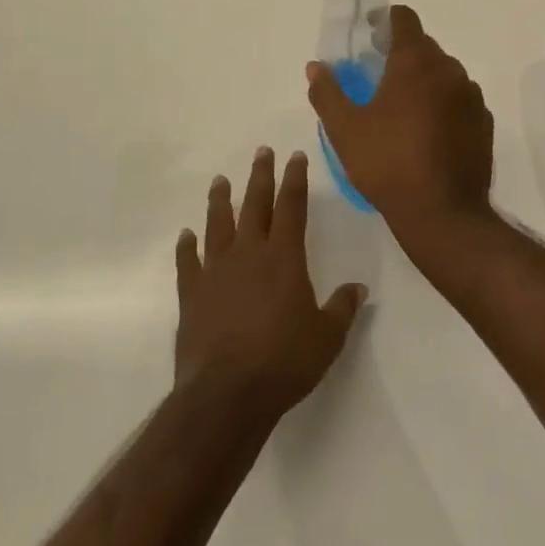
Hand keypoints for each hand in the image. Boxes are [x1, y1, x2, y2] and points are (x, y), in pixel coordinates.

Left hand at [174, 148, 365, 427]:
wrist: (227, 393)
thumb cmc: (284, 362)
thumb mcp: (327, 338)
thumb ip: (342, 308)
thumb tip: (358, 288)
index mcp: (284, 258)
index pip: (292, 207)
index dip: (295, 179)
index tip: (295, 156)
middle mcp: (249, 254)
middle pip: (255, 205)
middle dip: (260, 176)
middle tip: (262, 151)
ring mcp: (216, 272)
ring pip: (218, 225)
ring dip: (220, 201)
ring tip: (220, 180)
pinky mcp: (192, 295)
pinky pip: (188, 263)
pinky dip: (186, 247)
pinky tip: (186, 235)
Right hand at [306, 5, 496, 256]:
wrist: (443, 214)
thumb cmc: (388, 164)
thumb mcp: (345, 130)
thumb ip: (327, 93)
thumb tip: (315, 67)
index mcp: (415, 63)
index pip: (404, 19)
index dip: (385, 20)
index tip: (370, 33)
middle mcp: (449, 70)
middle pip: (424, 46)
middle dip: (401, 53)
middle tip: (378, 74)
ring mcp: (471, 96)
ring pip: (444, 73)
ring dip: (424, 79)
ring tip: (402, 106)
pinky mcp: (483, 122)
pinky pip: (460, 99)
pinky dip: (443, 103)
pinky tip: (428, 131)